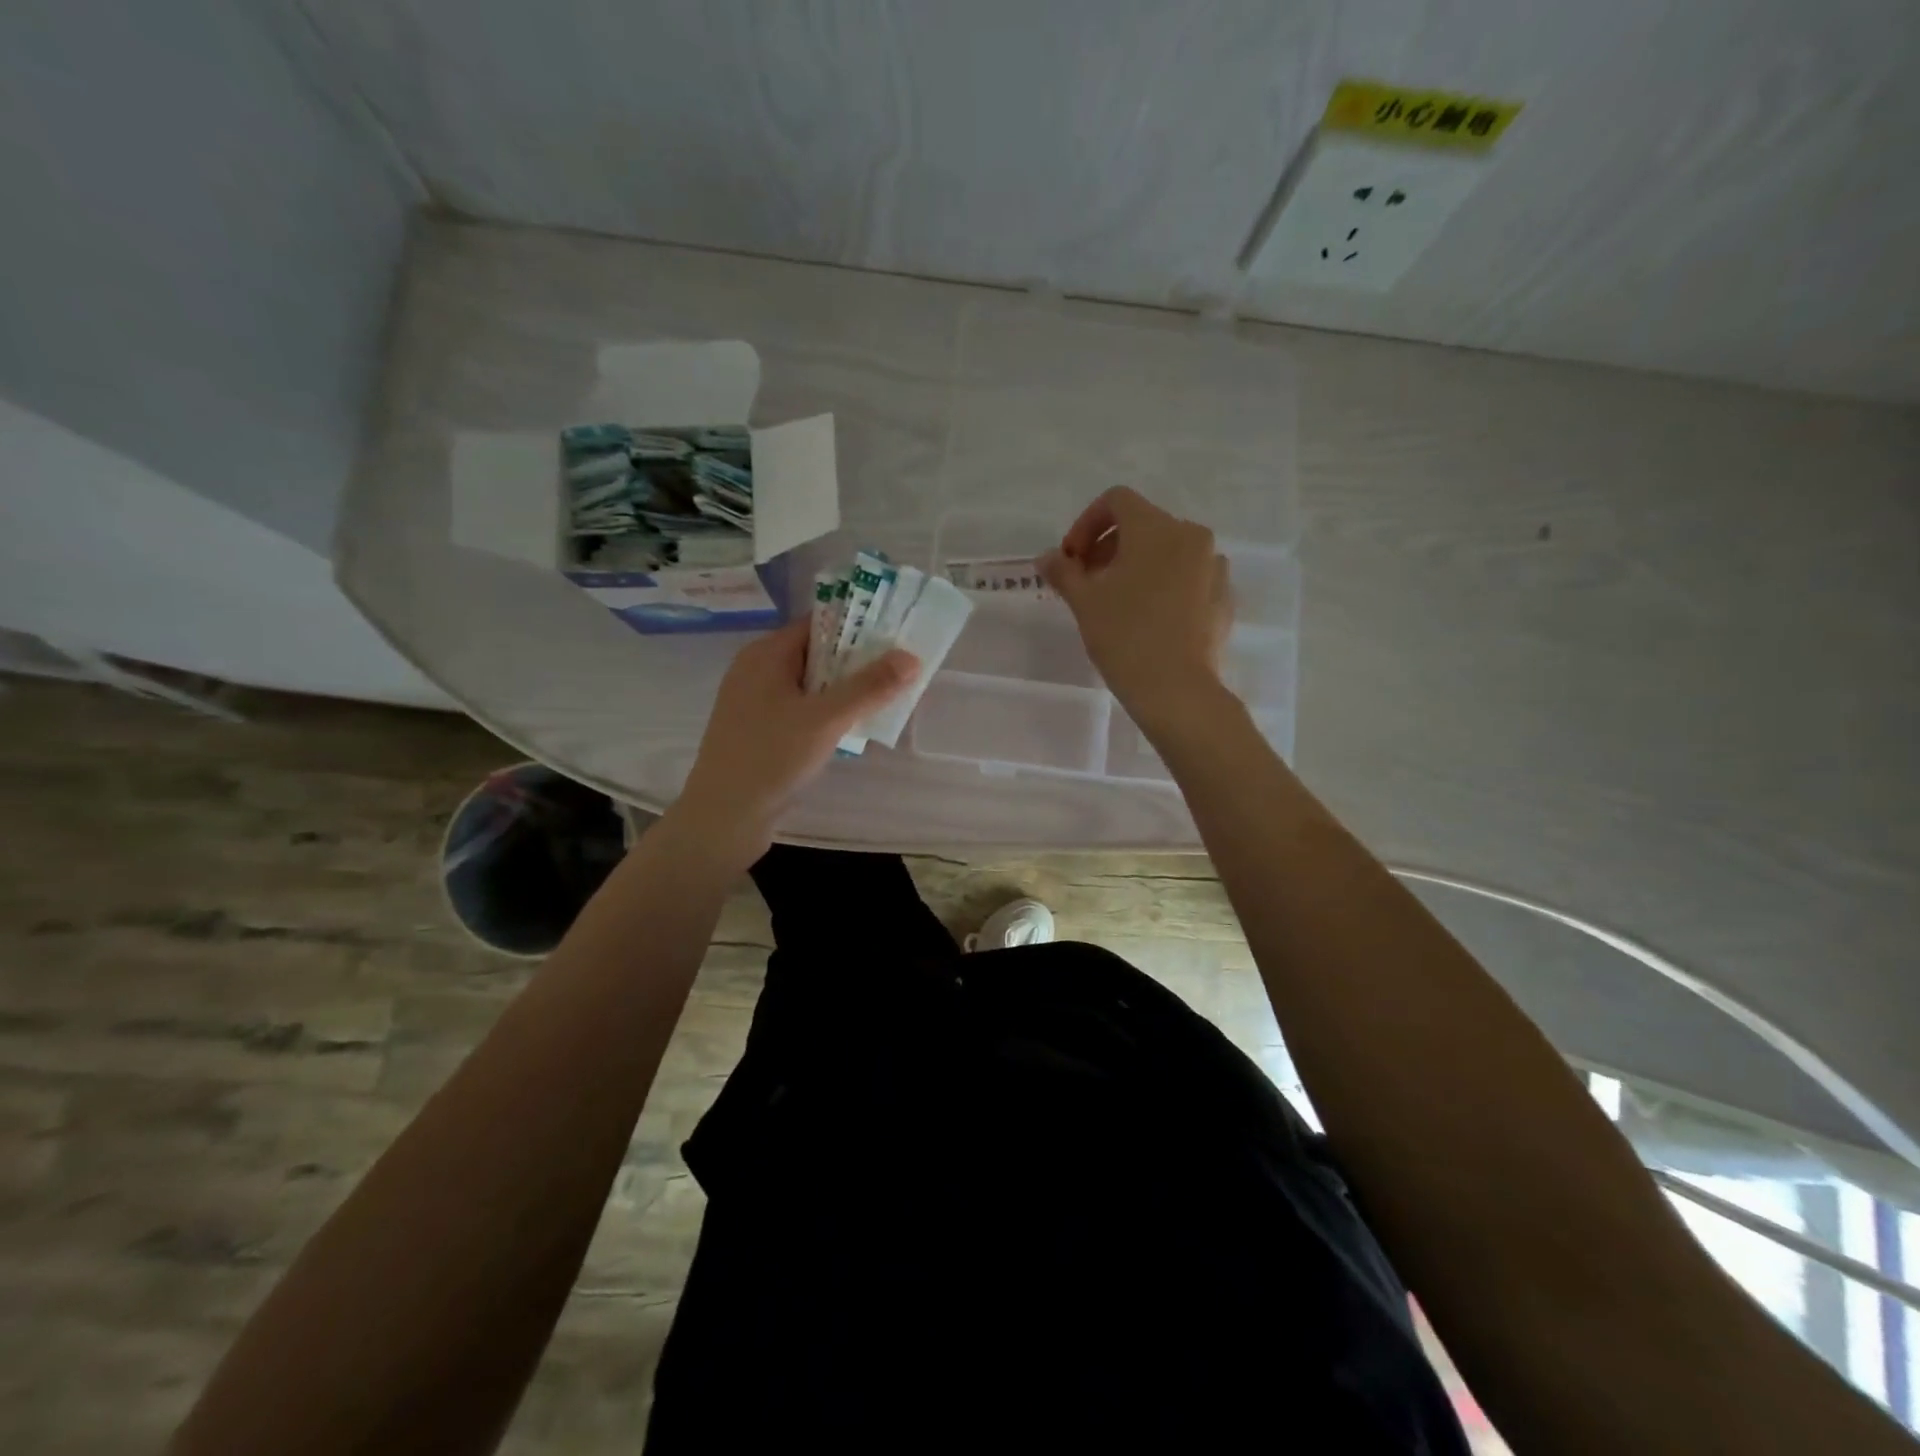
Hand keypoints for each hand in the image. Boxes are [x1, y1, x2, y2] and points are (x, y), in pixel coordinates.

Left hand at [674, 619, 917, 861]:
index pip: (817, 625)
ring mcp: (756, 703)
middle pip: (816, 654)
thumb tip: (911, 657)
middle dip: (856, 662)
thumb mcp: (826, 719)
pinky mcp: (759, 731)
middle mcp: (757, 671)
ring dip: (844, 691)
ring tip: (885, 698)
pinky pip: (801, 710)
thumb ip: (869, 687)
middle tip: (899, 670)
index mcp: (766, 655)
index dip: (857, 627)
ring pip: (810, 685)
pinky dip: (826, 713)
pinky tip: (852, 729)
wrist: (724, 817)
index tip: (895, 636)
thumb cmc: (771, 757)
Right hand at [1039, 487, 1233, 733]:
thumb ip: (1063, 571)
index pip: (1117, 501)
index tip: (1072, 559)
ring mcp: (1213, 566)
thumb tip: (1047, 557)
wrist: (1177, 689)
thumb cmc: (1125, 636)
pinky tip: (1149, 618)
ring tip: (1118, 602)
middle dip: (1109, 547)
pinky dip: (1164, 585)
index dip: (1086, 524)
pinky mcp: (1224, 597)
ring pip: (1168, 552)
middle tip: (1087, 583)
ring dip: (1138, 565)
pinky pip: (1189, 577)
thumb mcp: (1084, 601)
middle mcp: (1191, 536)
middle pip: (1143, 525)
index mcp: (1156, 528)